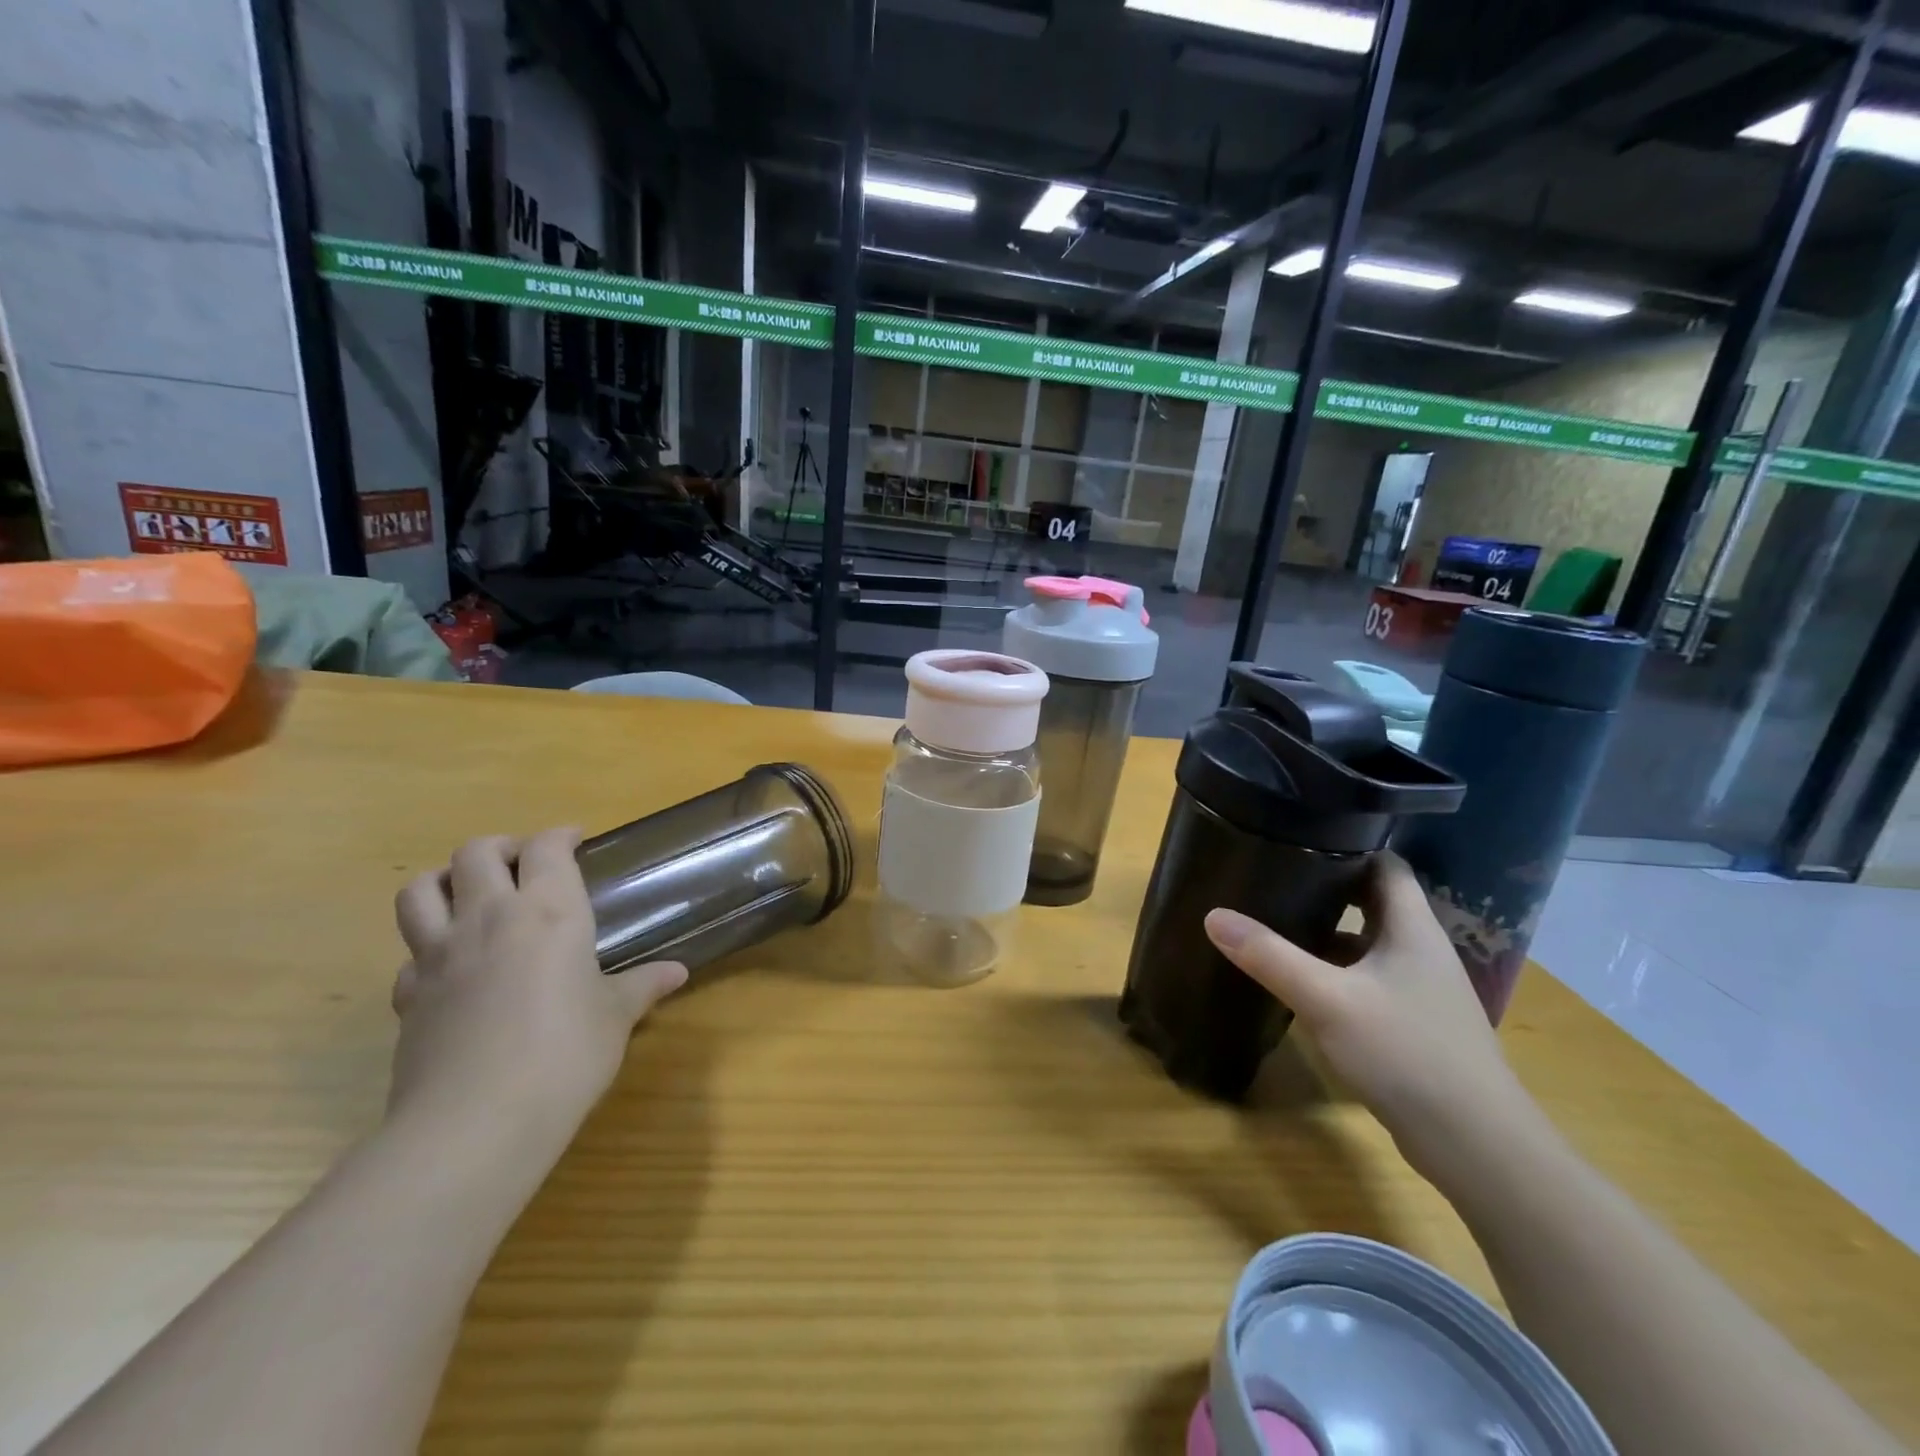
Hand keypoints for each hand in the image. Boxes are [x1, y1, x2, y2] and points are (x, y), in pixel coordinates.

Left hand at [388, 829, 685, 1153]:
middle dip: (501, 847)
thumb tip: (676, 972)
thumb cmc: (566, 1055)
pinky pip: (409, 955)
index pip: (547, 848)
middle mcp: (489, 919)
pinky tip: (452, 969)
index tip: (576, 840)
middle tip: (523, 864)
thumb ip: (642, 986)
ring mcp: (439, 956)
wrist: (476, 1122)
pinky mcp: (408, 997)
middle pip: (475, 852)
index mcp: (549, 912)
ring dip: (444, 882)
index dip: (560, 836)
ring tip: (470, 896)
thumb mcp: (615, 1018)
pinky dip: (427, 950)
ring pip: (419, 891)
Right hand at [1204, 853, 1533, 1181]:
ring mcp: (1419, 989)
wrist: (1476, 1147)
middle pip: (1372, 901)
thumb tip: (1212, 915)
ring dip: (1326, 932)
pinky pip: (1366, 979)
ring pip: (1367, 943)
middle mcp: (1420, 950)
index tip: (1297, 837)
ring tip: (1274, 920)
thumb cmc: (1407, 1054)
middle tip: (1271, 876)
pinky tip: (1299, 981)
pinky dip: (1334, 971)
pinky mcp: (1411, 1023)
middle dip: (1325, 887)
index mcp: (1413, 928)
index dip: (1347, 845)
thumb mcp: (1327, 1000)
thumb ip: (1269, 956)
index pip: (1385, 865)